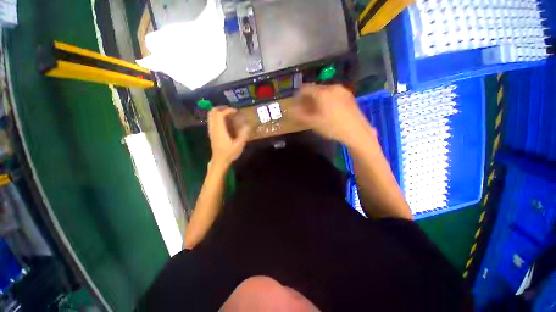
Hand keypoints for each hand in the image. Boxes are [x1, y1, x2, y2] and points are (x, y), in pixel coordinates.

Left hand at [208, 107, 250, 168]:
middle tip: (231, 110)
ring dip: (218, 111)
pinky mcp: (211, 132)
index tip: (236, 111)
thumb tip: (248, 125)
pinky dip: (217, 116)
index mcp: (219, 130)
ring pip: (210, 115)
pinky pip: (211, 120)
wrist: (219, 161)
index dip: (228, 110)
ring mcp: (211, 130)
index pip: (220, 115)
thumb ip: (243, 134)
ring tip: (228, 113)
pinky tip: (225, 120)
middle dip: (221, 108)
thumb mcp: (239, 145)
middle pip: (212, 112)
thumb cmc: (229, 153)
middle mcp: (213, 128)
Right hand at [288, 84, 376, 146]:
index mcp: (322, 92)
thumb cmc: (332, 127)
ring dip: (317, 99)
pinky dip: (326, 99)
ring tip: (315, 110)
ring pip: (324, 91)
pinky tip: (327, 110)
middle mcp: (332, 87)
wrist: (357, 132)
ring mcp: (342, 91)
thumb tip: (289, 111)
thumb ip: (299, 115)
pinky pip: (333, 94)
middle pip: (315, 89)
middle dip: (307, 98)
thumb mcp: (313, 123)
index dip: (297, 95)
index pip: (305, 88)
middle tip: (304, 108)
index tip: (295, 104)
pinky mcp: (349, 96)